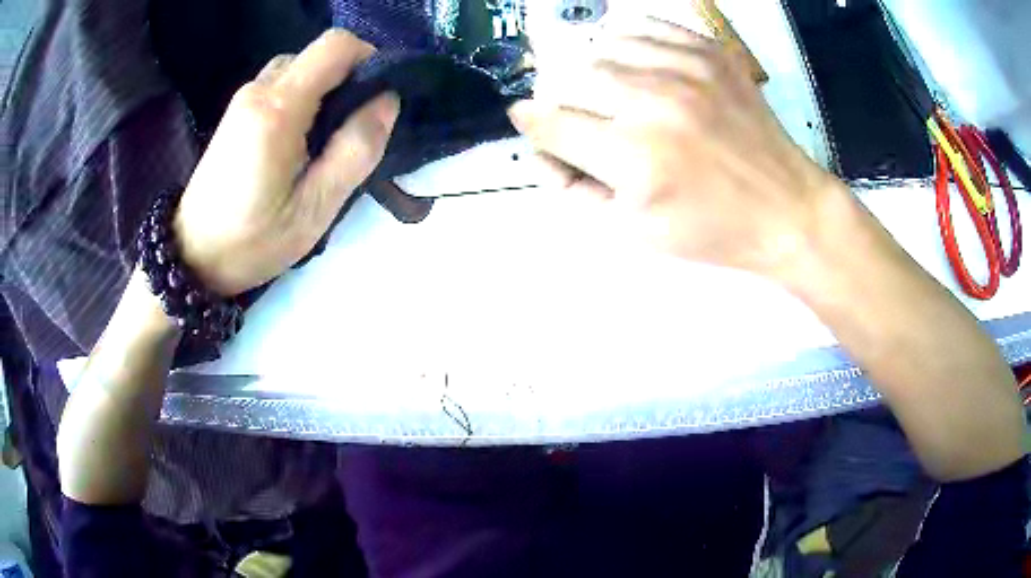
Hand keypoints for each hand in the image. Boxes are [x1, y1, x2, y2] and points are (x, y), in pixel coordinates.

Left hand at [174, 29, 399, 295]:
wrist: (191, 256)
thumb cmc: (251, 241)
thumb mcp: (314, 209)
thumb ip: (356, 150)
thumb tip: (387, 101)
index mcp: (279, 109)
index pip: (336, 46)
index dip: (368, 60)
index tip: (377, 98)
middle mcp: (259, 90)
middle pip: (318, 55)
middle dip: (346, 80)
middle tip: (351, 129)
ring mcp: (243, 99)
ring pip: (300, 69)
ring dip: (324, 92)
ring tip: (324, 140)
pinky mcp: (237, 112)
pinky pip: (281, 85)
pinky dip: (303, 99)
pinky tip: (298, 142)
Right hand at [509, 19, 846, 282]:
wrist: (787, 210)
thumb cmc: (712, 230)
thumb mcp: (636, 231)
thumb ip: (576, 191)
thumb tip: (540, 151)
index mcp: (634, 158)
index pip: (552, 125)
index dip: (532, 123)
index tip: (529, 120)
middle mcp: (655, 103)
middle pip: (573, 78)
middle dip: (565, 100)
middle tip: (583, 117)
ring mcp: (687, 69)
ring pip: (605, 46)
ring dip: (596, 69)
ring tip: (613, 92)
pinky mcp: (711, 53)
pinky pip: (648, 26)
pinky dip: (629, 40)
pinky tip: (638, 62)